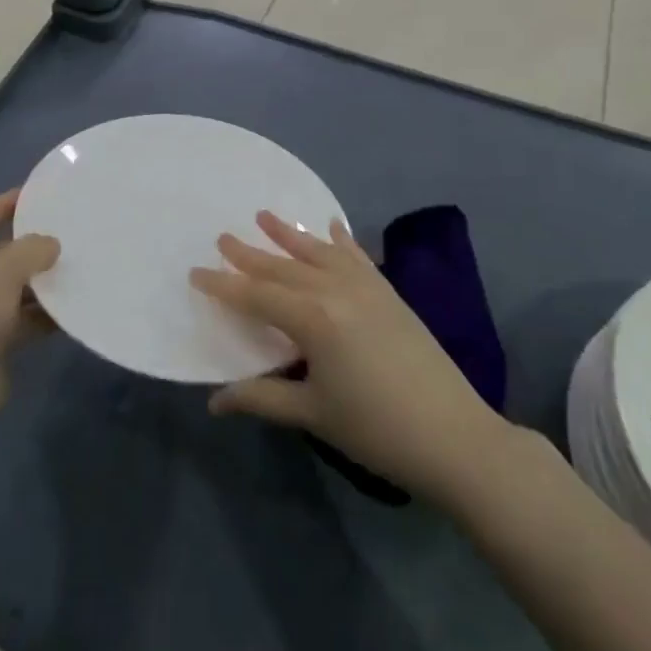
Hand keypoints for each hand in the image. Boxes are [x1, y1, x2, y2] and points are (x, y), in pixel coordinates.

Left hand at [0, 190, 58, 430]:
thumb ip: (29, 250)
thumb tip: (52, 243)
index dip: (2, 206)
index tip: (35, 193)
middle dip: (26, 247)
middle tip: (64, 230)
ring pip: (8, 290)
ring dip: (37, 282)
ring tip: (74, 265)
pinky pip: (18, 320)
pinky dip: (40, 314)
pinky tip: (70, 307)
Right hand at [191, 212, 503, 505]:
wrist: (454, 435)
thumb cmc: (375, 429)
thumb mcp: (312, 413)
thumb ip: (261, 398)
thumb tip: (214, 401)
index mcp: (312, 318)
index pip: (256, 295)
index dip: (223, 285)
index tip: (195, 272)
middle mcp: (335, 289)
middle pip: (283, 267)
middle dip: (249, 254)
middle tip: (222, 237)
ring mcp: (366, 286)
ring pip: (317, 252)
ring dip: (289, 235)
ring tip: (264, 215)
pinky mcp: (388, 291)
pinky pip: (357, 255)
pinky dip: (340, 239)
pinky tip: (330, 225)